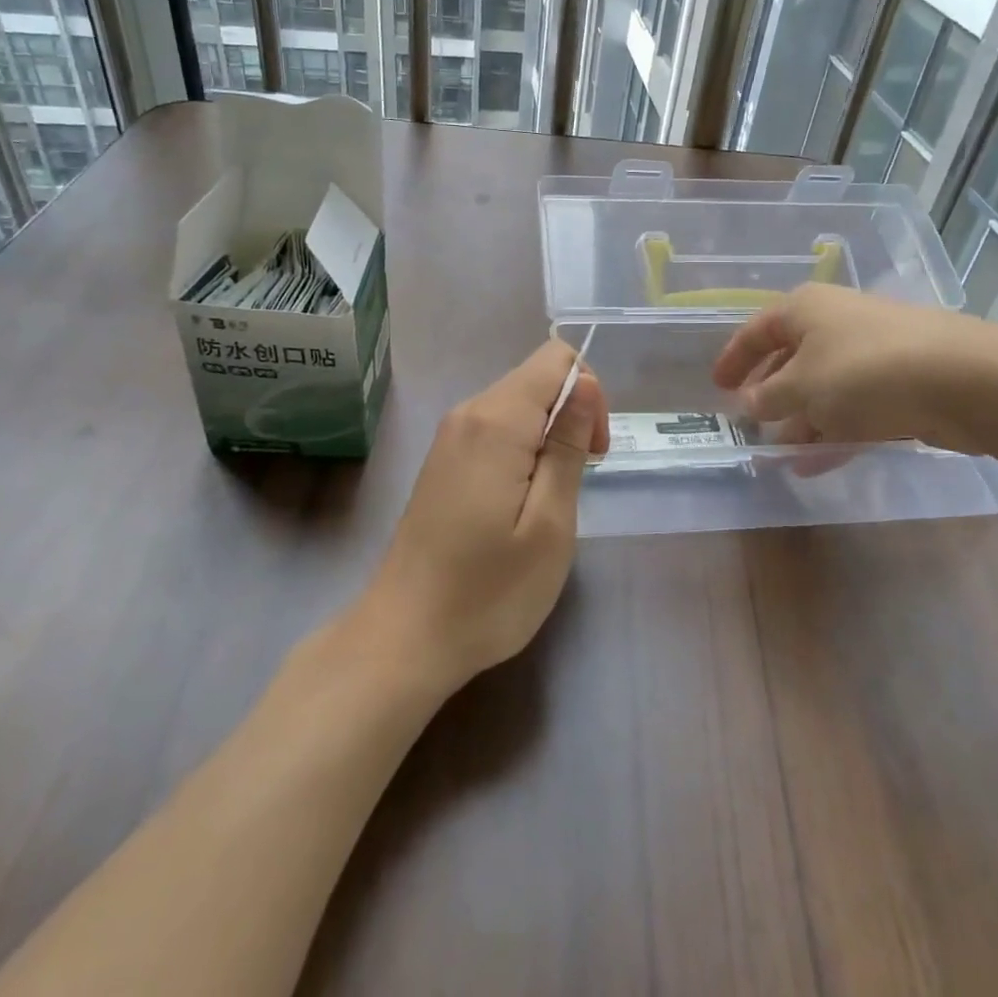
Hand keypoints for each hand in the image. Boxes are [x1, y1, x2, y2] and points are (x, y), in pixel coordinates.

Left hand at [359, 339, 609, 694]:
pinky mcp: (443, 461)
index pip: (556, 360)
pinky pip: (496, 430)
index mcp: (497, 421)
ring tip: (548, 502)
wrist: (405, 637)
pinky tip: (519, 504)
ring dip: (548, 438)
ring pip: (518, 405)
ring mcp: (450, 437)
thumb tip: (584, 382)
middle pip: (536, 379)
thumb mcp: (550, 523)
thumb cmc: (489, 590)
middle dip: (570, 417)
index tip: (592, 453)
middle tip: (575, 484)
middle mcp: (469, 413)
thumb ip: (568, 445)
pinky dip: (522, 451)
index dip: (589, 394)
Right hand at [711, 282, 997, 454]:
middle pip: (791, 359)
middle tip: (750, 421)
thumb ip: (768, 397)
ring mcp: (871, 354)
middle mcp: (836, 324)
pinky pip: (853, 409)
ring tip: (777, 454)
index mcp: (805, 309)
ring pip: (824, 388)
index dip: (734, 358)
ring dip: (800, 420)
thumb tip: (749, 403)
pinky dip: (832, 433)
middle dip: (770, 393)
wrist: (962, 380)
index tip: (717, 386)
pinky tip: (813, 465)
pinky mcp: (899, 385)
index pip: (757, 330)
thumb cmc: (863, 371)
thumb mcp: (801, 387)